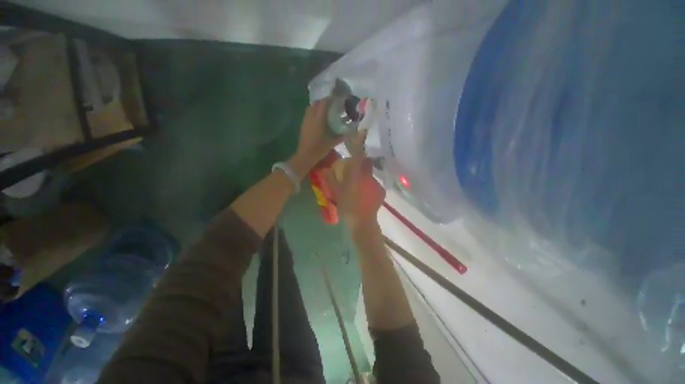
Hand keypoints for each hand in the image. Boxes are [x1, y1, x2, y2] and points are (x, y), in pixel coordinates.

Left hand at [292, 98, 340, 169]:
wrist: (305, 155)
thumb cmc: (319, 148)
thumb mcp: (333, 142)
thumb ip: (342, 135)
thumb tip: (352, 131)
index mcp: (319, 119)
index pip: (325, 103)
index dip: (332, 99)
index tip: (339, 99)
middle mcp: (311, 116)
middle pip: (317, 103)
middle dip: (326, 101)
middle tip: (334, 104)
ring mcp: (306, 120)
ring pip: (312, 107)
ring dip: (319, 106)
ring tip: (327, 110)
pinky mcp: (303, 124)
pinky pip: (309, 113)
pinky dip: (315, 111)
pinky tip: (320, 118)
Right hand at [324, 130, 385, 228]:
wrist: (362, 222)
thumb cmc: (347, 206)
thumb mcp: (336, 192)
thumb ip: (329, 179)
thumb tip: (323, 168)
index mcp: (356, 174)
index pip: (358, 154)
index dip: (360, 142)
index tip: (362, 131)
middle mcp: (368, 176)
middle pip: (366, 163)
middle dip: (361, 161)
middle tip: (353, 168)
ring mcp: (376, 183)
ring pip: (369, 174)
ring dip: (364, 175)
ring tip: (357, 186)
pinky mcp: (381, 190)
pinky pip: (373, 183)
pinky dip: (368, 185)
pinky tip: (364, 194)